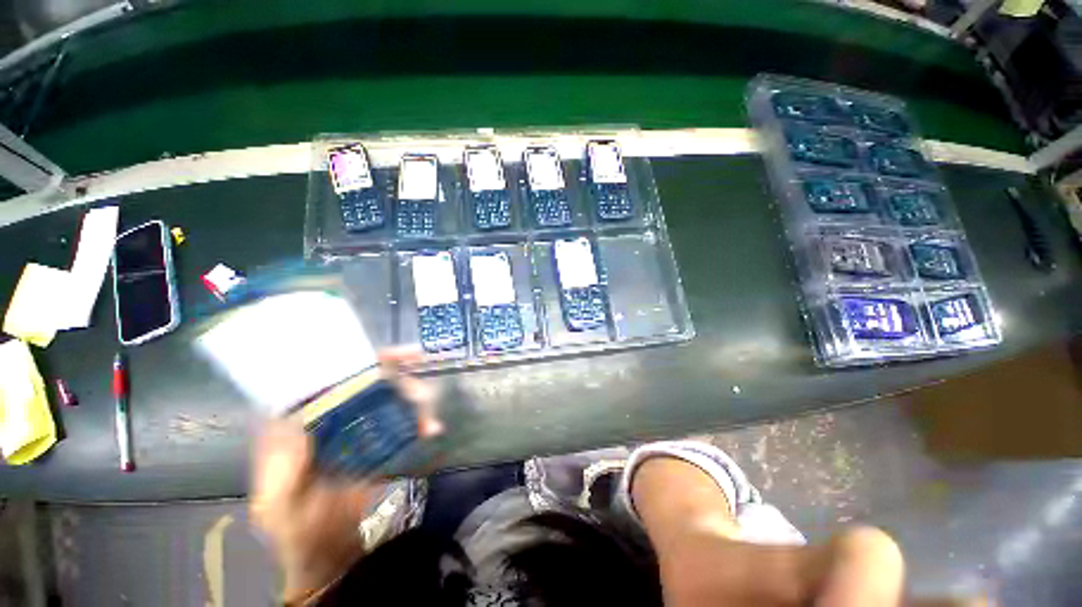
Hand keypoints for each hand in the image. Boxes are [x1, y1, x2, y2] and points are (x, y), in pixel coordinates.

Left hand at [250, 350, 440, 602]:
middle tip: (423, 396)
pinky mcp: (378, 440)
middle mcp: (330, 416)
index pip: (329, 375)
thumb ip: (283, 469)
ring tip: (431, 422)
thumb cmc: (295, 531)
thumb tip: (301, 419)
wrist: (327, 556)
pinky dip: (420, 419)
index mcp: (299, 422)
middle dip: (401, 381)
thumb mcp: (277, 505)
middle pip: (369, 381)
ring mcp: (357, 427)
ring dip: (416, 402)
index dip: (362, 359)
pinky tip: (431, 429)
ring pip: (391, 397)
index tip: (399, 355)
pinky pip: (402, 420)